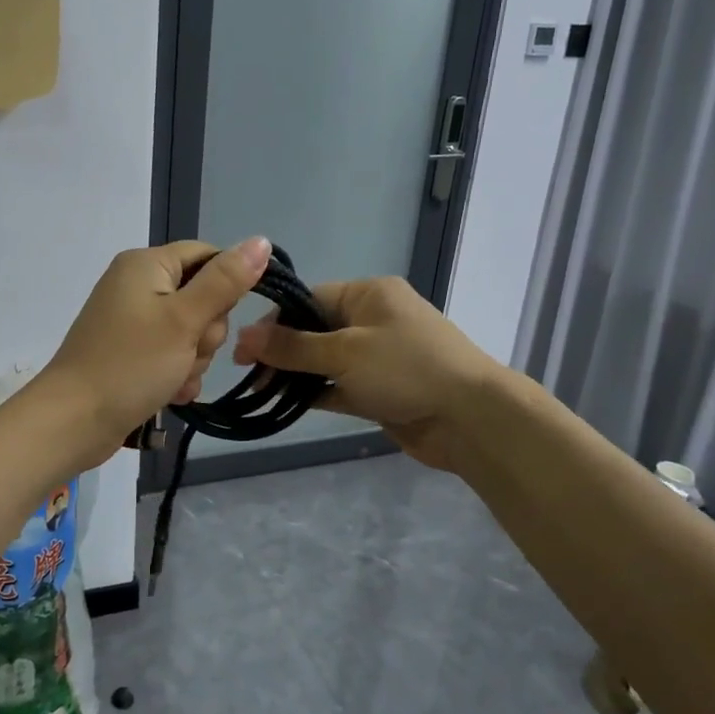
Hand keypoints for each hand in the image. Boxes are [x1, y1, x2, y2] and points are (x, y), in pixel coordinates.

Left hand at [39, 237, 271, 467]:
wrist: (73, 421)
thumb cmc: (130, 364)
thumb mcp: (184, 320)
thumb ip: (225, 281)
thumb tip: (261, 241)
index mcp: (146, 264)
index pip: (207, 256)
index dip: (226, 286)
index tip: (220, 317)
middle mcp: (138, 285)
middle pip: (202, 297)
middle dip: (205, 332)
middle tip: (188, 352)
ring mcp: (133, 321)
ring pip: (190, 331)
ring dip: (193, 359)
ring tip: (175, 378)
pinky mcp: (131, 352)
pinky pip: (171, 354)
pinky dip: (177, 373)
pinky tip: (171, 393)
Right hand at [233, 275, 496, 470]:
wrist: (471, 419)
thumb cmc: (406, 369)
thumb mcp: (344, 352)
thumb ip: (293, 347)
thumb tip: (244, 336)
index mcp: (369, 294)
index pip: (310, 299)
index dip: (276, 321)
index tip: (245, 347)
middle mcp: (373, 319)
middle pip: (315, 329)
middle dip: (282, 350)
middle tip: (248, 372)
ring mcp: (379, 357)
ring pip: (326, 361)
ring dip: (297, 374)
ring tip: (259, 390)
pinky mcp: (382, 390)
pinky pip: (340, 386)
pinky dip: (317, 393)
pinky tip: (286, 404)